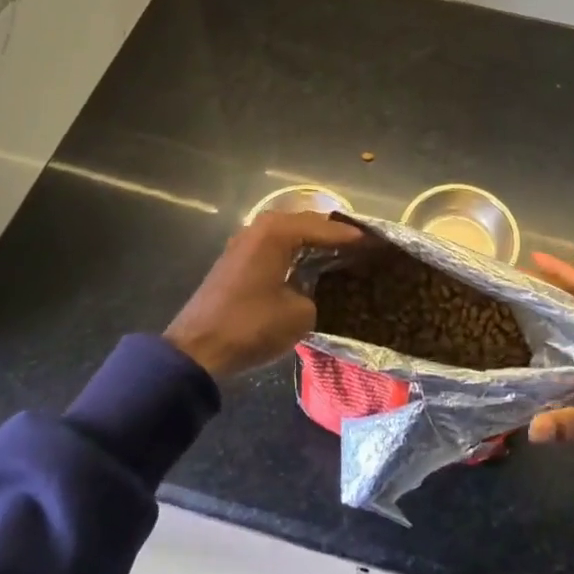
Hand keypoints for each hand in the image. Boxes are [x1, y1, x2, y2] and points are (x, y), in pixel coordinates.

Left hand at [163, 212, 364, 379]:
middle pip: (306, 224)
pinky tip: (311, 268)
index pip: (325, 228)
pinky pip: (275, 247)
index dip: (352, 238)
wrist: (197, 349)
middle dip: (333, 235)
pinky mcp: (236, 261)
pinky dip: (295, 253)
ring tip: (342, 255)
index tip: (377, 243)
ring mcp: (244, 242)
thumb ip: (317, 294)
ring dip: (313, 243)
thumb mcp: (300, 313)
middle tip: (363, 246)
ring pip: (289, 235)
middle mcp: (259, 228)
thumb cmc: (251, 325)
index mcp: (277, 232)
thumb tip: (314, 292)